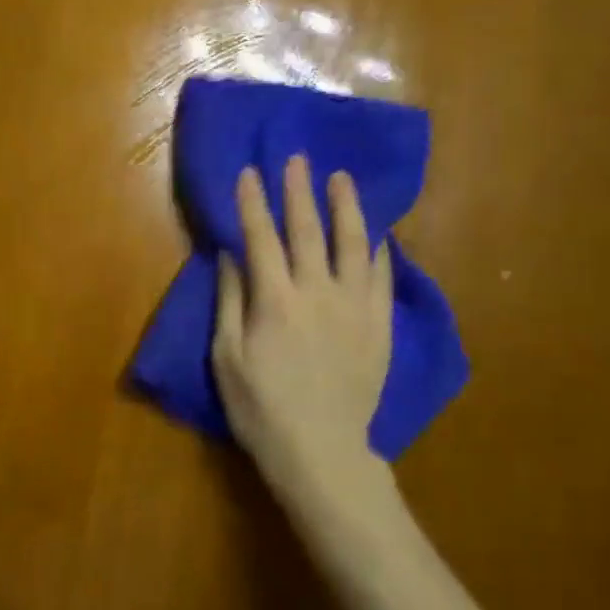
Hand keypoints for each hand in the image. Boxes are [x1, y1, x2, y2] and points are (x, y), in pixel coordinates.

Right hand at [211, 155, 401, 532]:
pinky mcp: (379, 326)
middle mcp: (318, 292)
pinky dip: (378, 251)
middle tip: (298, 158)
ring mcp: (355, 308)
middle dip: (299, 191)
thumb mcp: (226, 357)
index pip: (261, 237)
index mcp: (275, 299)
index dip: (253, 202)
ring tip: (341, 179)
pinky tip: (377, 235)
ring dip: (346, 207)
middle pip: (308, 230)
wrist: (321, 451)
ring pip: (354, 245)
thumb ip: (230, 301)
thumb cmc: (260, 408)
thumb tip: (230, 256)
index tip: (249, 172)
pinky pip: (382, 279)